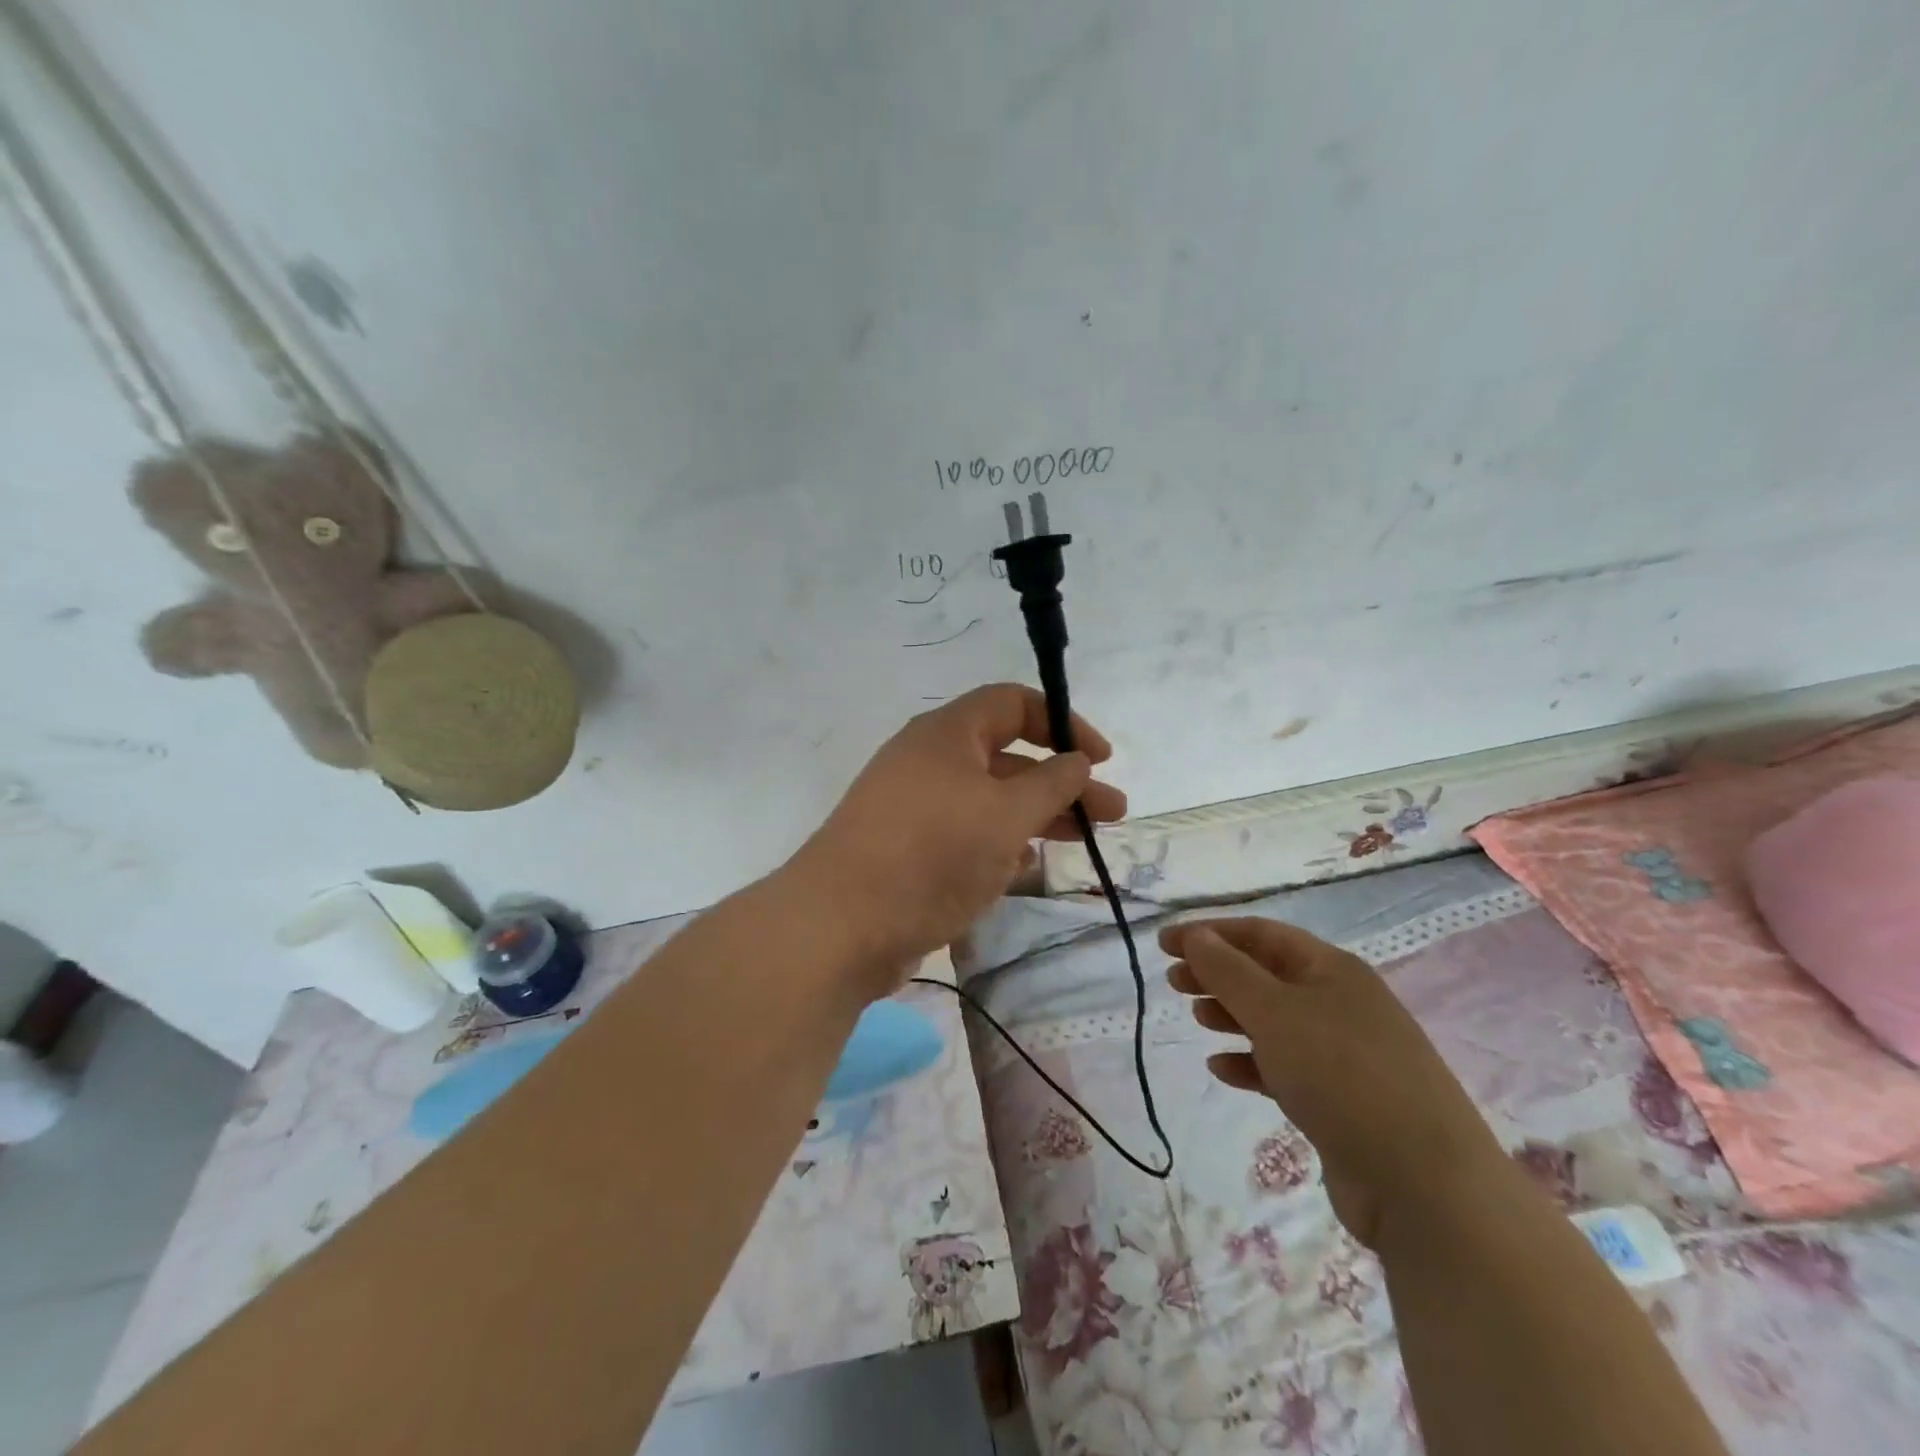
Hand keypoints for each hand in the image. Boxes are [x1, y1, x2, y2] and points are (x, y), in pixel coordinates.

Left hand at [790, 684, 1125, 999]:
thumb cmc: (931, 854)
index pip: (1013, 703)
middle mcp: (928, 761)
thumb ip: (1051, 784)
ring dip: (1036, 814)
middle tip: (1112, 812)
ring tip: (1082, 841)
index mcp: (947, 734)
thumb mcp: (1005, 815)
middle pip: (1007, 756)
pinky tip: (1026, 865)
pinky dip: (1000, 842)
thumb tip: (1076, 760)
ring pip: (988, 799)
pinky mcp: (907, 849)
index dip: (1062, 723)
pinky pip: (965, 833)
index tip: (1100, 759)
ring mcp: (914, 807)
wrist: (840, 925)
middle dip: (1061, 780)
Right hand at [1160, 918, 1506, 1247]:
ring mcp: (1344, 1053)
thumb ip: (1228, 971)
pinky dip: (1250, 1062)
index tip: (1164, 943)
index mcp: (1332, 969)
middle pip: (1265, 975)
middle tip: (1173, 982)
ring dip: (1231, 1015)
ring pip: (1274, 1020)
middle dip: (1217, 973)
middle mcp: (1340, 1003)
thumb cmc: (1341, 1075)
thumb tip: (1196, 936)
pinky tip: (1222, 1069)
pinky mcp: (1340, 1099)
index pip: (1261, 934)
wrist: (1423, 1185)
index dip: (1209, 933)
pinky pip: (1285, 1067)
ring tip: (1196, 1019)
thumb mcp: (1274, 1012)